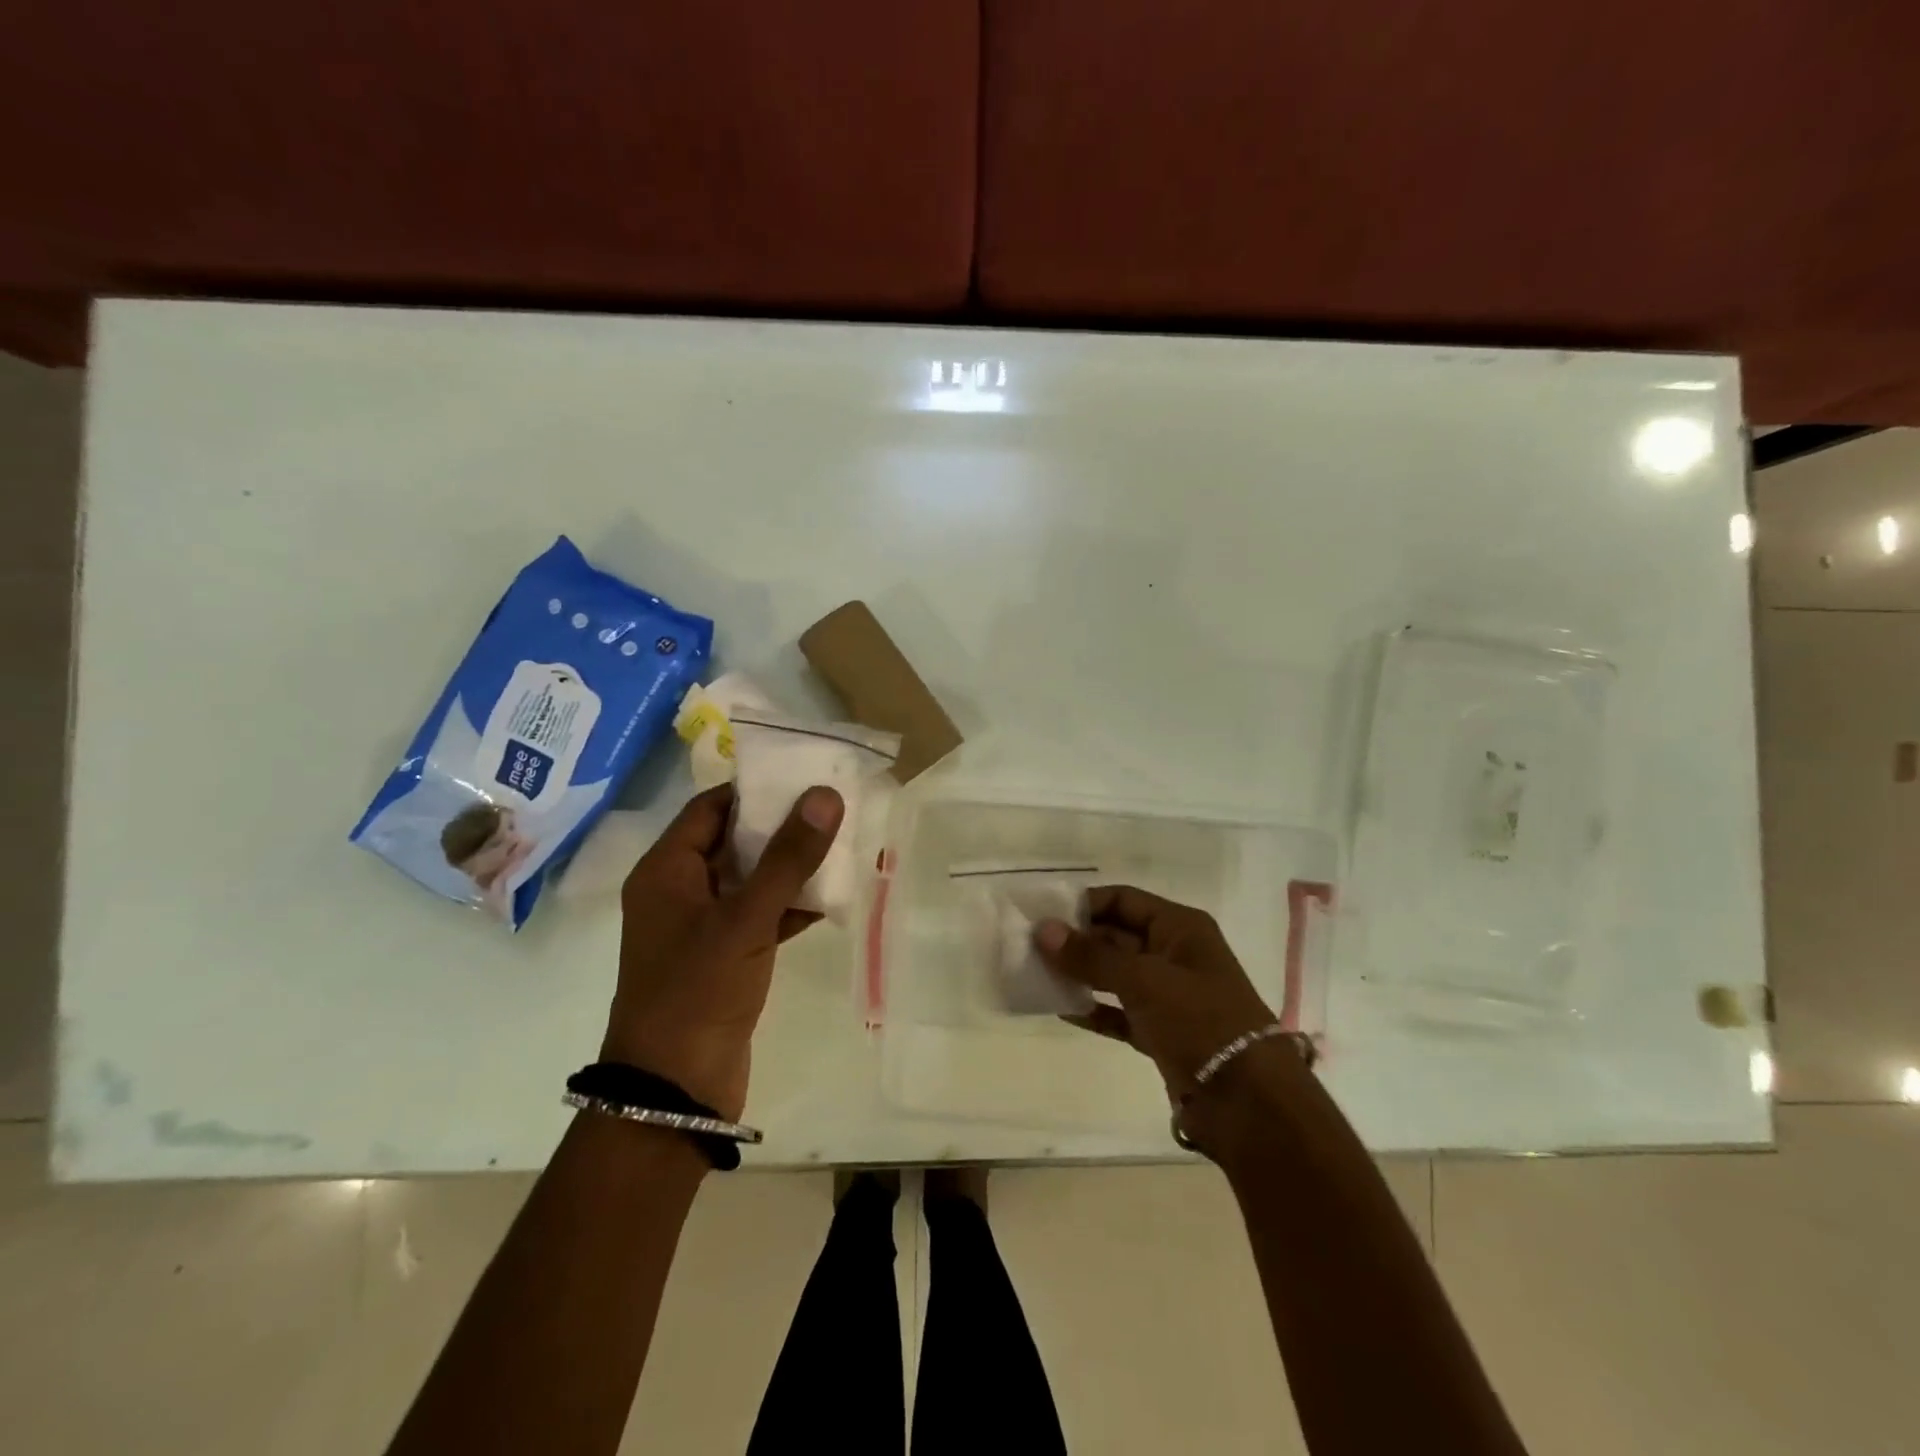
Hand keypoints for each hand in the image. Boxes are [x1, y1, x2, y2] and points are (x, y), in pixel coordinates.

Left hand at [602, 783, 843, 1120]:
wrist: (674, 1093)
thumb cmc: (698, 991)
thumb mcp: (746, 919)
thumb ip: (788, 857)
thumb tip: (825, 794)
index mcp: (665, 871)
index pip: (711, 808)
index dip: (755, 790)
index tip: (804, 777)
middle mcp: (678, 892)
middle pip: (732, 841)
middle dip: (780, 826)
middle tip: (832, 808)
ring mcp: (700, 928)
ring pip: (749, 880)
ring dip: (789, 867)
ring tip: (841, 845)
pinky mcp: (722, 958)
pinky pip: (758, 916)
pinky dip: (788, 906)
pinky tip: (830, 899)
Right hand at [1035, 886, 1275, 1099]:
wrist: (1248, 1102)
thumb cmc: (1199, 1020)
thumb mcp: (1143, 979)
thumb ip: (1090, 955)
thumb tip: (1042, 930)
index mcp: (1180, 928)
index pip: (1123, 900)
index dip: (1083, 903)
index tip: (1042, 913)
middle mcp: (1174, 954)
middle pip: (1116, 936)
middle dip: (1076, 940)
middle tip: (1028, 946)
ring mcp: (1168, 995)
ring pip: (1114, 974)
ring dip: (1079, 974)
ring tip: (1035, 974)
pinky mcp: (1161, 1032)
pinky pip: (1118, 1012)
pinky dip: (1093, 1009)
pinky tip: (1059, 1009)